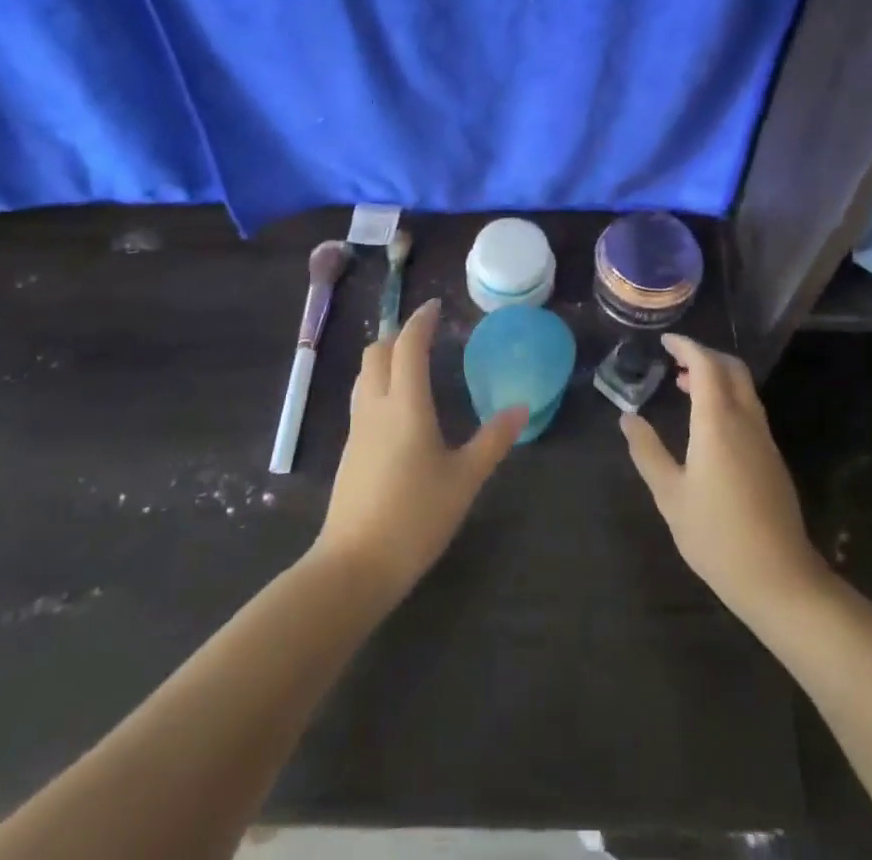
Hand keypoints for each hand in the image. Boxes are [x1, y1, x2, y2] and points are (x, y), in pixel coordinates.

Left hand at [311, 299, 527, 605]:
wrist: (355, 565)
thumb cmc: (415, 516)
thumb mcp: (464, 479)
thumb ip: (493, 440)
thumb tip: (521, 408)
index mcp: (406, 405)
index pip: (408, 346)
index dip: (420, 321)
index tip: (435, 306)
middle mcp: (376, 407)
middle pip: (377, 353)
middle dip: (398, 335)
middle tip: (425, 336)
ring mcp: (358, 429)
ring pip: (364, 375)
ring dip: (384, 358)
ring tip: (410, 364)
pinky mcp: (350, 452)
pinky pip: (362, 400)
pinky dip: (378, 385)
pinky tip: (398, 408)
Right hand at [620, 335, 830, 626]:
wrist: (779, 579)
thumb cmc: (716, 535)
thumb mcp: (670, 495)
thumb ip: (647, 452)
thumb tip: (627, 418)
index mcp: (718, 421)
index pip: (706, 364)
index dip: (686, 347)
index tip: (664, 342)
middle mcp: (746, 420)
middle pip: (731, 369)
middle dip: (704, 356)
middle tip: (674, 360)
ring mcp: (764, 439)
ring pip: (744, 388)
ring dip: (716, 377)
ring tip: (684, 386)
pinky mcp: (772, 458)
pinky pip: (749, 409)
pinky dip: (727, 398)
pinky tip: (707, 424)